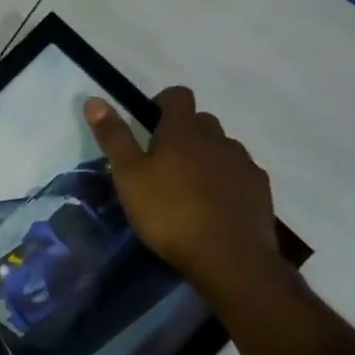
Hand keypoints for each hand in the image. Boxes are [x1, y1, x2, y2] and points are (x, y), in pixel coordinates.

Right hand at [84, 87, 283, 290]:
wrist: (229, 258)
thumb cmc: (169, 213)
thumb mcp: (128, 176)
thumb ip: (114, 137)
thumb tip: (94, 100)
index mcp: (183, 131)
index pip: (177, 95)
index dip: (161, 104)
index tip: (147, 127)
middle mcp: (218, 139)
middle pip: (201, 122)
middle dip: (184, 134)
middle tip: (163, 164)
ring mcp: (243, 164)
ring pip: (222, 148)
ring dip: (206, 157)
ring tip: (189, 189)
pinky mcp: (260, 189)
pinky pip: (239, 173)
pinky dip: (226, 181)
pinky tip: (214, 207)